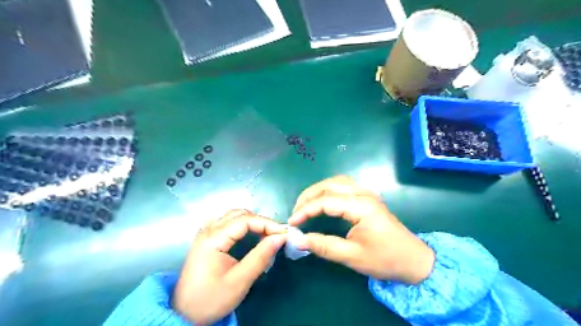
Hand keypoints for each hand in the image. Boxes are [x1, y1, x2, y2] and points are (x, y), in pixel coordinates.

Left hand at [175, 210, 287, 323]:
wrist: (185, 313)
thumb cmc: (211, 299)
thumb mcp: (240, 281)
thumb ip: (261, 256)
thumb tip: (280, 237)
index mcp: (213, 238)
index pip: (246, 220)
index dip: (267, 224)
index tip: (284, 234)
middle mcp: (208, 229)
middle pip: (240, 214)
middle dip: (262, 222)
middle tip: (277, 235)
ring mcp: (206, 232)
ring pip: (234, 215)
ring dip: (253, 221)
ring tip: (267, 234)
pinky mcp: (207, 237)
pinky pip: (228, 221)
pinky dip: (243, 223)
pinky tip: (250, 232)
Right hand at [288, 174, 432, 283]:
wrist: (414, 260)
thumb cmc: (385, 259)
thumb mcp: (352, 256)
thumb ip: (324, 246)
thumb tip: (298, 240)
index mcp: (361, 206)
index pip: (326, 201)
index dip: (305, 210)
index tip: (292, 223)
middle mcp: (364, 194)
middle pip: (330, 185)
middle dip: (309, 196)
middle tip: (296, 212)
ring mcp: (367, 193)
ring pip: (337, 182)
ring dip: (318, 190)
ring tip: (305, 205)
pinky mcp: (368, 197)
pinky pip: (344, 186)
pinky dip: (328, 190)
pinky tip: (323, 200)